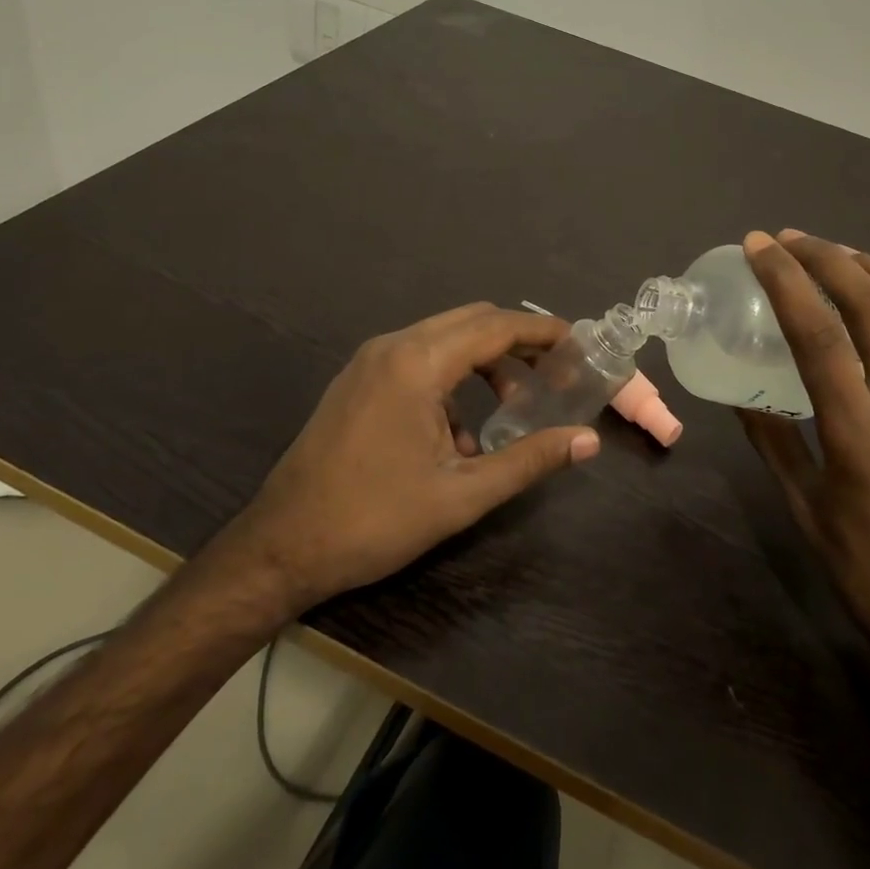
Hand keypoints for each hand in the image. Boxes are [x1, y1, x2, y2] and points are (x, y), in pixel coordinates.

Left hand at [225, 303, 600, 614]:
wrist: (282, 546)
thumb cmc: (375, 520)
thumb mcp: (462, 494)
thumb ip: (529, 459)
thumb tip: (588, 441)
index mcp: (417, 363)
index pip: (495, 327)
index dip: (542, 332)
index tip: (578, 343)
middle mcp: (391, 347)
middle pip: (470, 322)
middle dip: (516, 341)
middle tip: (555, 371)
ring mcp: (368, 362)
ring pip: (443, 338)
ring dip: (483, 361)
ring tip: (514, 402)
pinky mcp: (357, 381)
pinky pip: (417, 360)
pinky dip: (451, 378)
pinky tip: (461, 432)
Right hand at [738, 230, 869, 683]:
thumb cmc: (868, 572)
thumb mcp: (804, 507)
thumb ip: (772, 441)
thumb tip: (740, 398)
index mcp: (858, 430)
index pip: (817, 332)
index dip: (785, 279)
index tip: (759, 246)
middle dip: (828, 258)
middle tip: (791, 238)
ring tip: (840, 252)